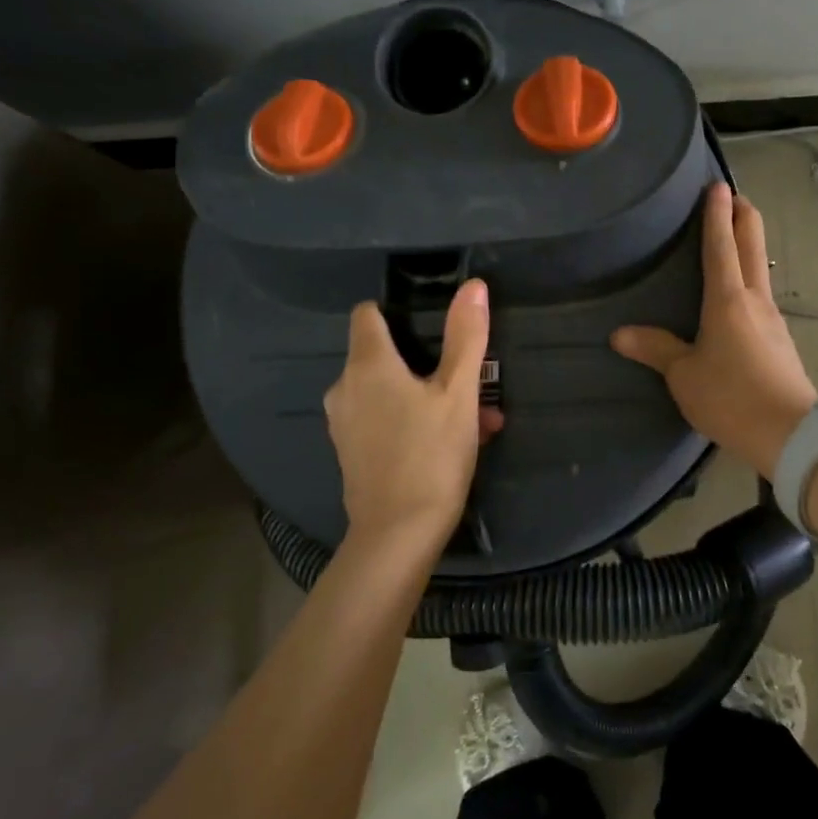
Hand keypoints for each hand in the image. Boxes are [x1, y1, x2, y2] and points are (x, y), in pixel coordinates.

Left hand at [324, 280, 501, 556]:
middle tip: (469, 382)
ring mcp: (344, 423)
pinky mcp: (350, 452)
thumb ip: (466, 337)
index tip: (430, 324)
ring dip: (427, 396)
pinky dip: (411, 421)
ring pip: (387, 392)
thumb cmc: (431, 454)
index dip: (396, 312)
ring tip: (473, 419)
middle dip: (427, 362)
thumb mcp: (459, 393)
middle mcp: (345, 388)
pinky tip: (448, 444)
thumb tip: (474, 285)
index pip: (367, 314)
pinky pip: (383, 421)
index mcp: (367, 365)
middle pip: (383, 355)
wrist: (398, 534)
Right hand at [612, 184, 817, 477]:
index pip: (721, 245)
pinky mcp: (781, 340)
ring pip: (761, 269)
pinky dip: (752, 278)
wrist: (789, 434)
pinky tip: (742, 295)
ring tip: (734, 240)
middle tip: (734, 196)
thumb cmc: (731, 397)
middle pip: (752, 246)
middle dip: (744, 216)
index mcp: (727, 300)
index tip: (718, 186)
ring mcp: (773, 319)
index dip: (717, 214)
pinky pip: (763, 296)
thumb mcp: (684, 376)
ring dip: (750, 246)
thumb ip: (655, 350)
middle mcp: (755, 300)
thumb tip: (619, 334)